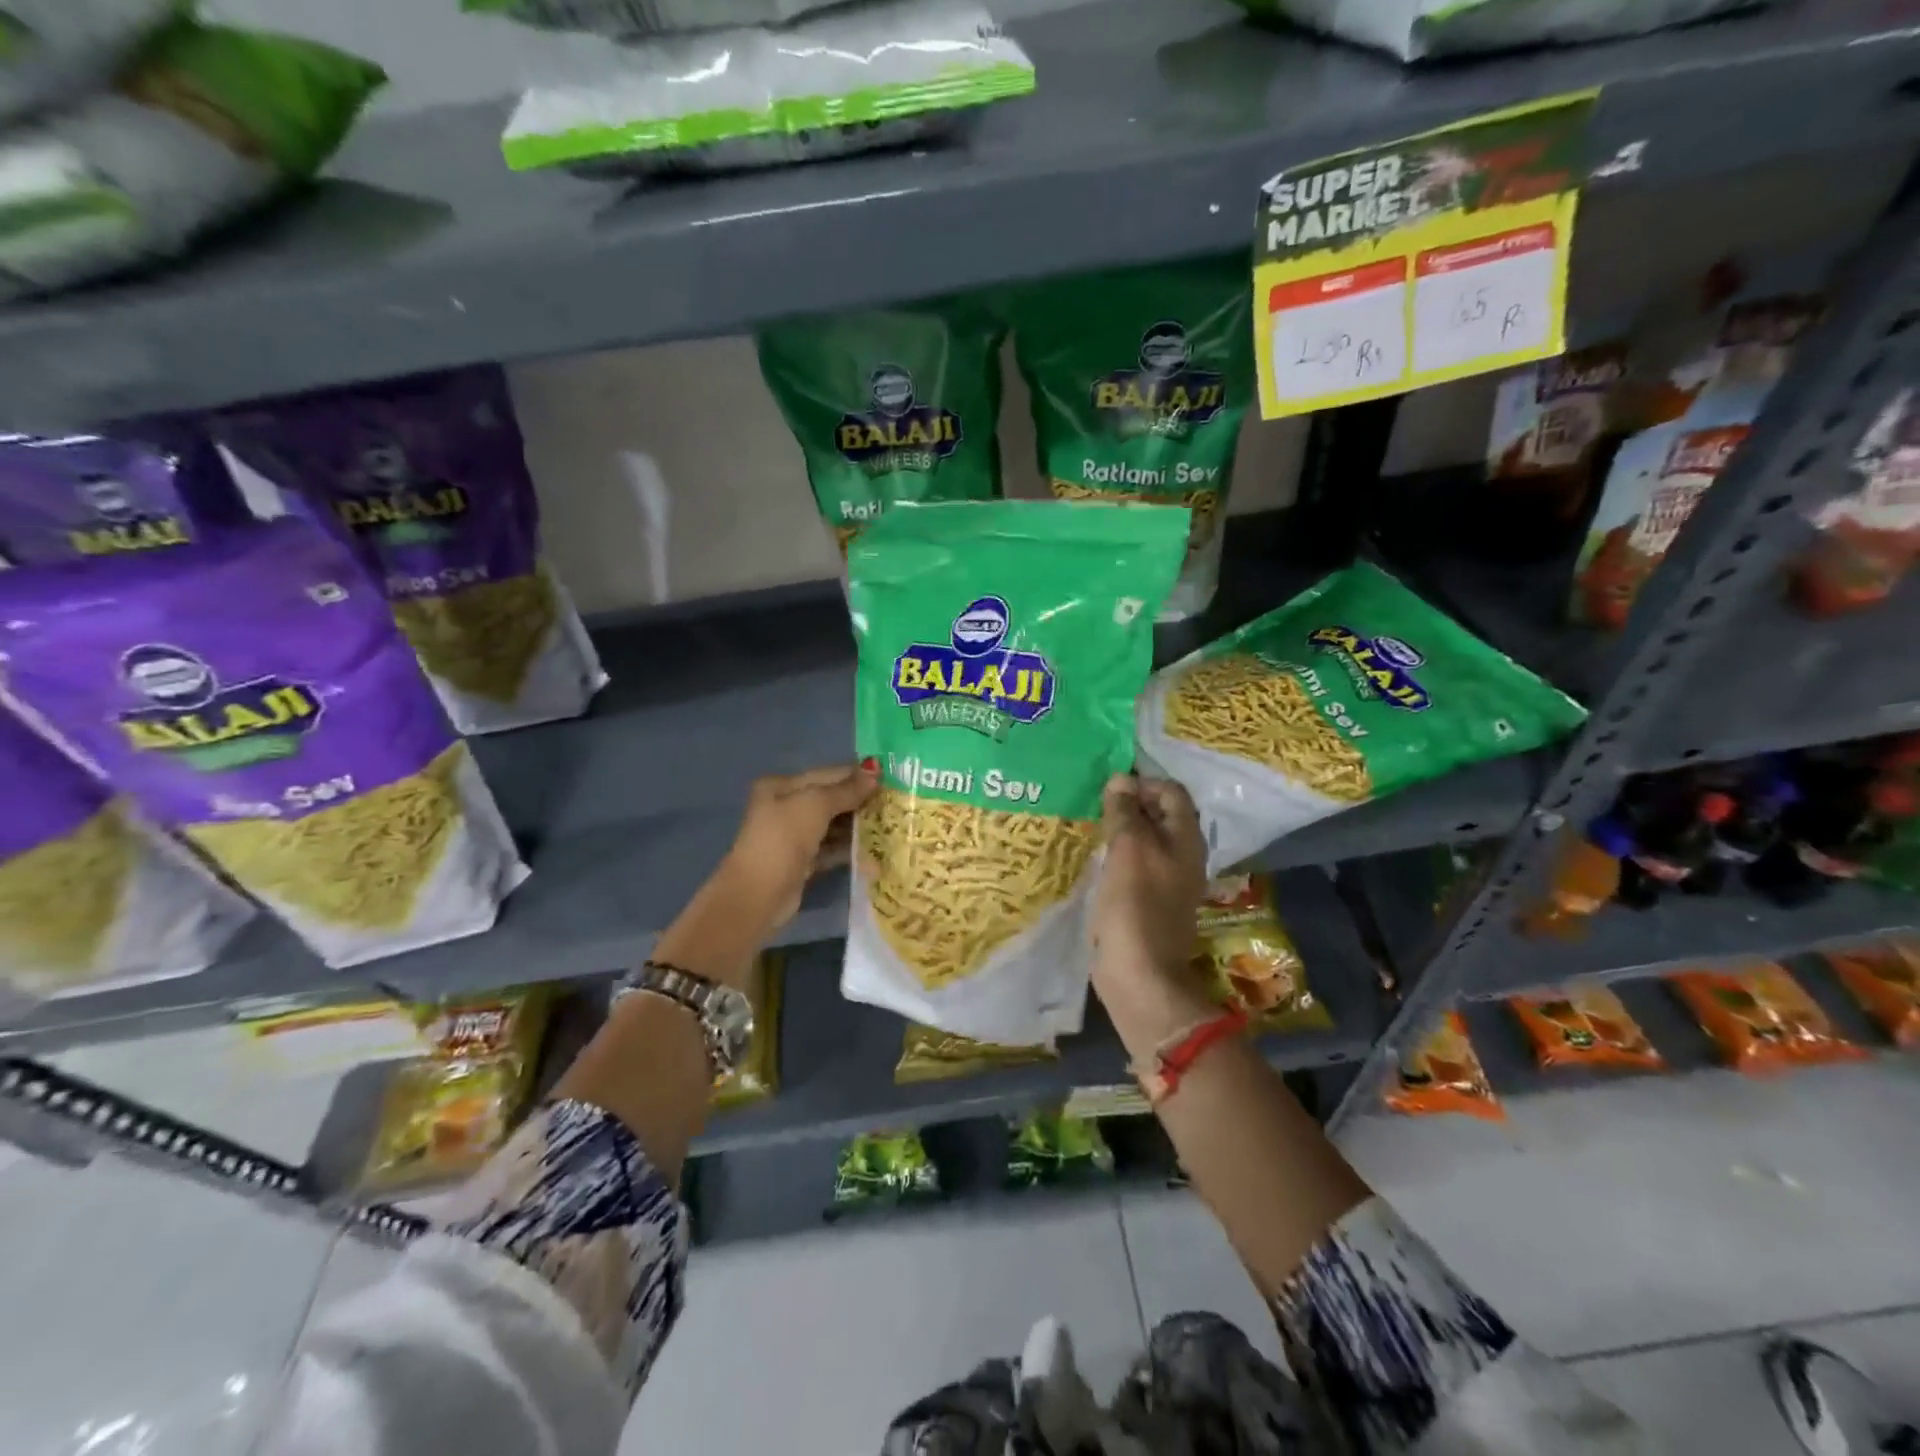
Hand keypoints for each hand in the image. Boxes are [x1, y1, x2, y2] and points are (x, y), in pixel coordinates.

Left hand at [717, 762, 878, 931]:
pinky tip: (875, 851)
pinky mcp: (803, 861)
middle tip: (896, 803)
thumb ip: (846, 789)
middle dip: (861, 801)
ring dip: (859, 825)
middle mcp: (786, 807)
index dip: (857, 775)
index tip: (890, 778)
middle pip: (831, 799)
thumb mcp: (815, 805)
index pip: (827, 774)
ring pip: (833, 825)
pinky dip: (850, 848)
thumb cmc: (783, 838)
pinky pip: (832, 848)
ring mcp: (794, 836)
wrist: (759, 894)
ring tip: (891, 825)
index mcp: (782, 786)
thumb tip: (875, 770)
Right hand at [1090, 773, 1211, 1041]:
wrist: (1140, 972)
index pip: (1171, 791)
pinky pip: (1135, 864)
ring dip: (1121, 829)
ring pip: (1145, 840)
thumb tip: (1121, 779)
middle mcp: (1183, 855)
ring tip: (1091, 826)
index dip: (1142, 782)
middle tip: (1095, 804)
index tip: (1108, 789)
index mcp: (1187, 838)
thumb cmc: (1136, 904)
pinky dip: (1118, 855)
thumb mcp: (1128, 848)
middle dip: (1129, 804)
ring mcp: (1167, 879)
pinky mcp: (1149, 900)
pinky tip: (1095, 858)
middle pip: (1159, 814)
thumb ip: (1125, 812)